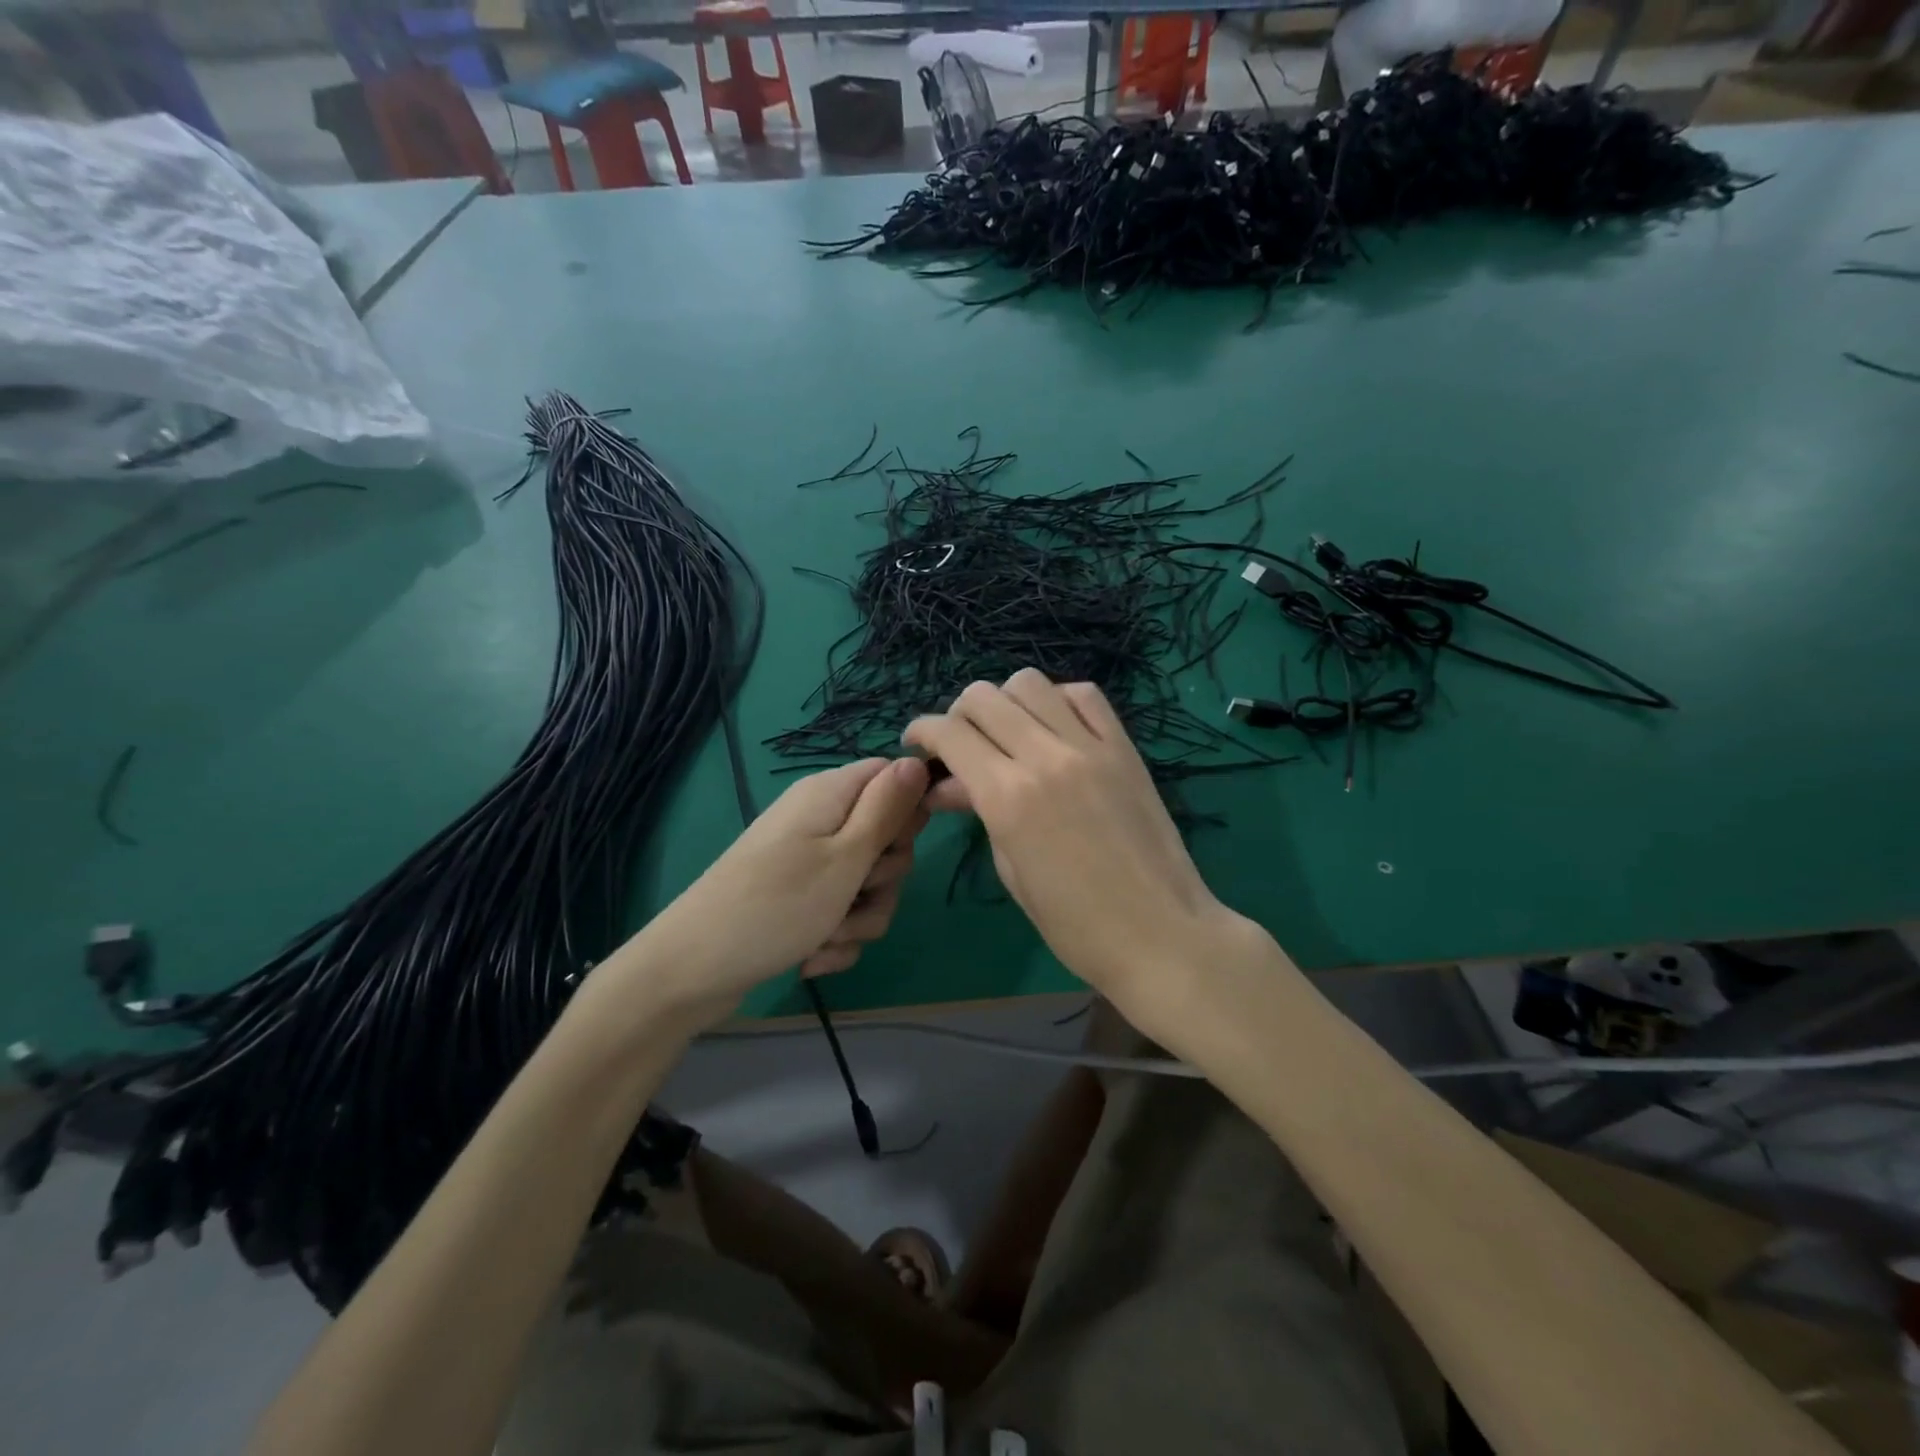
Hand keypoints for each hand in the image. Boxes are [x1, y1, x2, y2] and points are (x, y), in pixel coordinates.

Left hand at [605, 758, 930, 1029]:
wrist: (693, 972)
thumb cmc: (776, 906)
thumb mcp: (845, 857)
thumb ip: (886, 810)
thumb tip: (917, 761)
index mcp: (829, 795)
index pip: (891, 777)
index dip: (907, 810)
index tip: (898, 845)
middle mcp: (819, 821)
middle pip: (885, 837)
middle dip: (883, 878)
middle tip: (856, 892)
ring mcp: (807, 863)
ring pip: (867, 884)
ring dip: (859, 918)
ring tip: (827, 936)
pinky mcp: (799, 900)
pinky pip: (842, 914)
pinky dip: (835, 938)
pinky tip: (811, 956)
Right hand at [903, 670, 1265, 1033]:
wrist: (1160, 934)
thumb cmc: (1075, 924)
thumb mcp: (1012, 871)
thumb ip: (980, 813)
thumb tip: (947, 785)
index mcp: (1007, 796)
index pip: (950, 733)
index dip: (923, 730)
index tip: (917, 743)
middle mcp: (1044, 756)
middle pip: (984, 697)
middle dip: (958, 714)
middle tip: (960, 743)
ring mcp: (1089, 746)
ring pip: (1030, 683)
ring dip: (1006, 701)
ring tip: (1007, 731)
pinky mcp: (1123, 747)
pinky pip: (1084, 695)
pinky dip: (1057, 700)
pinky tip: (1054, 726)